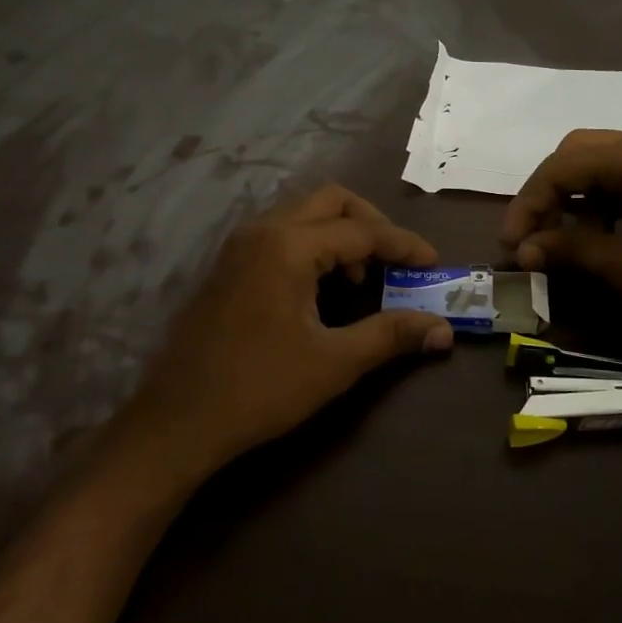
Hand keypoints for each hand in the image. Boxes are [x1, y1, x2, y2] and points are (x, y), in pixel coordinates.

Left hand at [117, 185, 453, 479]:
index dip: (404, 245)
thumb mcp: (335, 363)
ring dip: (340, 235)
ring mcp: (239, 247)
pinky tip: (323, 289)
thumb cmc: (260, 389)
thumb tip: (443, 330)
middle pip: (331, 201)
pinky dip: (313, 247)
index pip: (362, 230)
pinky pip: (281, 235)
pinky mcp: (228, 267)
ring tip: (362, 279)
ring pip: (303, 215)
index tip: (434, 264)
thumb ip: (391, 335)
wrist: (178, 421)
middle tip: (397, 260)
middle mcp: (262, 231)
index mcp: (288, 246)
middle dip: (371, 224)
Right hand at [500, 130, 621, 339]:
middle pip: (578, 153)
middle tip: (533, 237)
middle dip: (548, 194)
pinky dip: (605, 197)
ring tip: (565, 241)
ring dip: (575, 196)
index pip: (560, 168)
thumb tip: (525, 250)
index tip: (509, 246)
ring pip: (603, 161)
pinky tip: (605, 232)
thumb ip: (570, 251)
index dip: (526, 206)